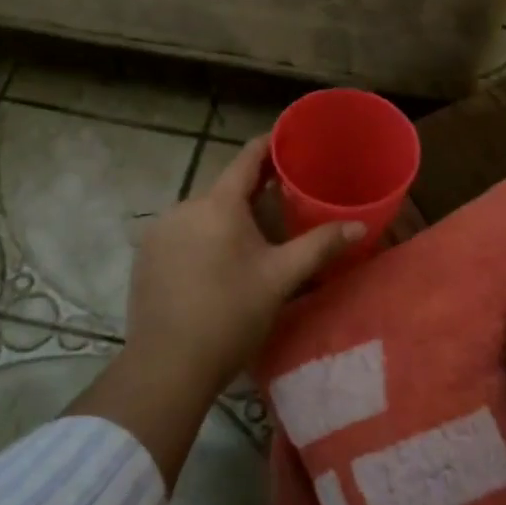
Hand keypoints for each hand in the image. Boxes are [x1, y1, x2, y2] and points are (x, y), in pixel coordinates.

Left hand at [122, 137, 363, 394]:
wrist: (168, 365)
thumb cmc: (231, 315)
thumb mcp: (281, 278)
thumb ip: (319, 246)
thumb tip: (359, 225)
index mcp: (218, 204)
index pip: (247, 159)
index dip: (269, 145)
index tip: (289, 140)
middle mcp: (184, 207)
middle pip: (224, 189)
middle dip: (252, 192)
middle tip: (283, 200)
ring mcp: (159, 231)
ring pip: (202, 213)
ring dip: (225, 218)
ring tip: (251, 239)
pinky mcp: (146, 255)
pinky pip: (181, 233)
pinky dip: (201, 237)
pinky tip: (214, 264)